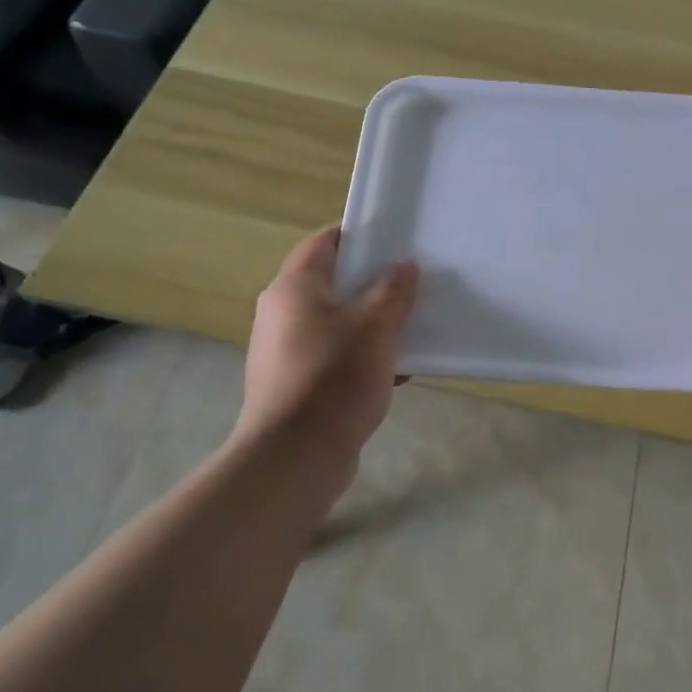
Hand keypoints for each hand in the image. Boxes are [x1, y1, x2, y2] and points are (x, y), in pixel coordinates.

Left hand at [236, 226, 418, 473]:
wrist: (297, 455)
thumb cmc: (336, 377)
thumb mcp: (377, 328)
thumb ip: (394, 291)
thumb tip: (405, 265)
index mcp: (293, 288)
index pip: (324, 242)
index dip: (359, 236)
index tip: (395, 239)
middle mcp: (280, 313)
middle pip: (331, 283)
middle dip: (372, 283)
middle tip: (411, 283)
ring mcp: (283, 350)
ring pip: (335, 322)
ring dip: (371, 324)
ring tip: (410, 328)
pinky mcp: (292, 383)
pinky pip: (332, 356)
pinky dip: (360, 356)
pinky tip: (395, 371)